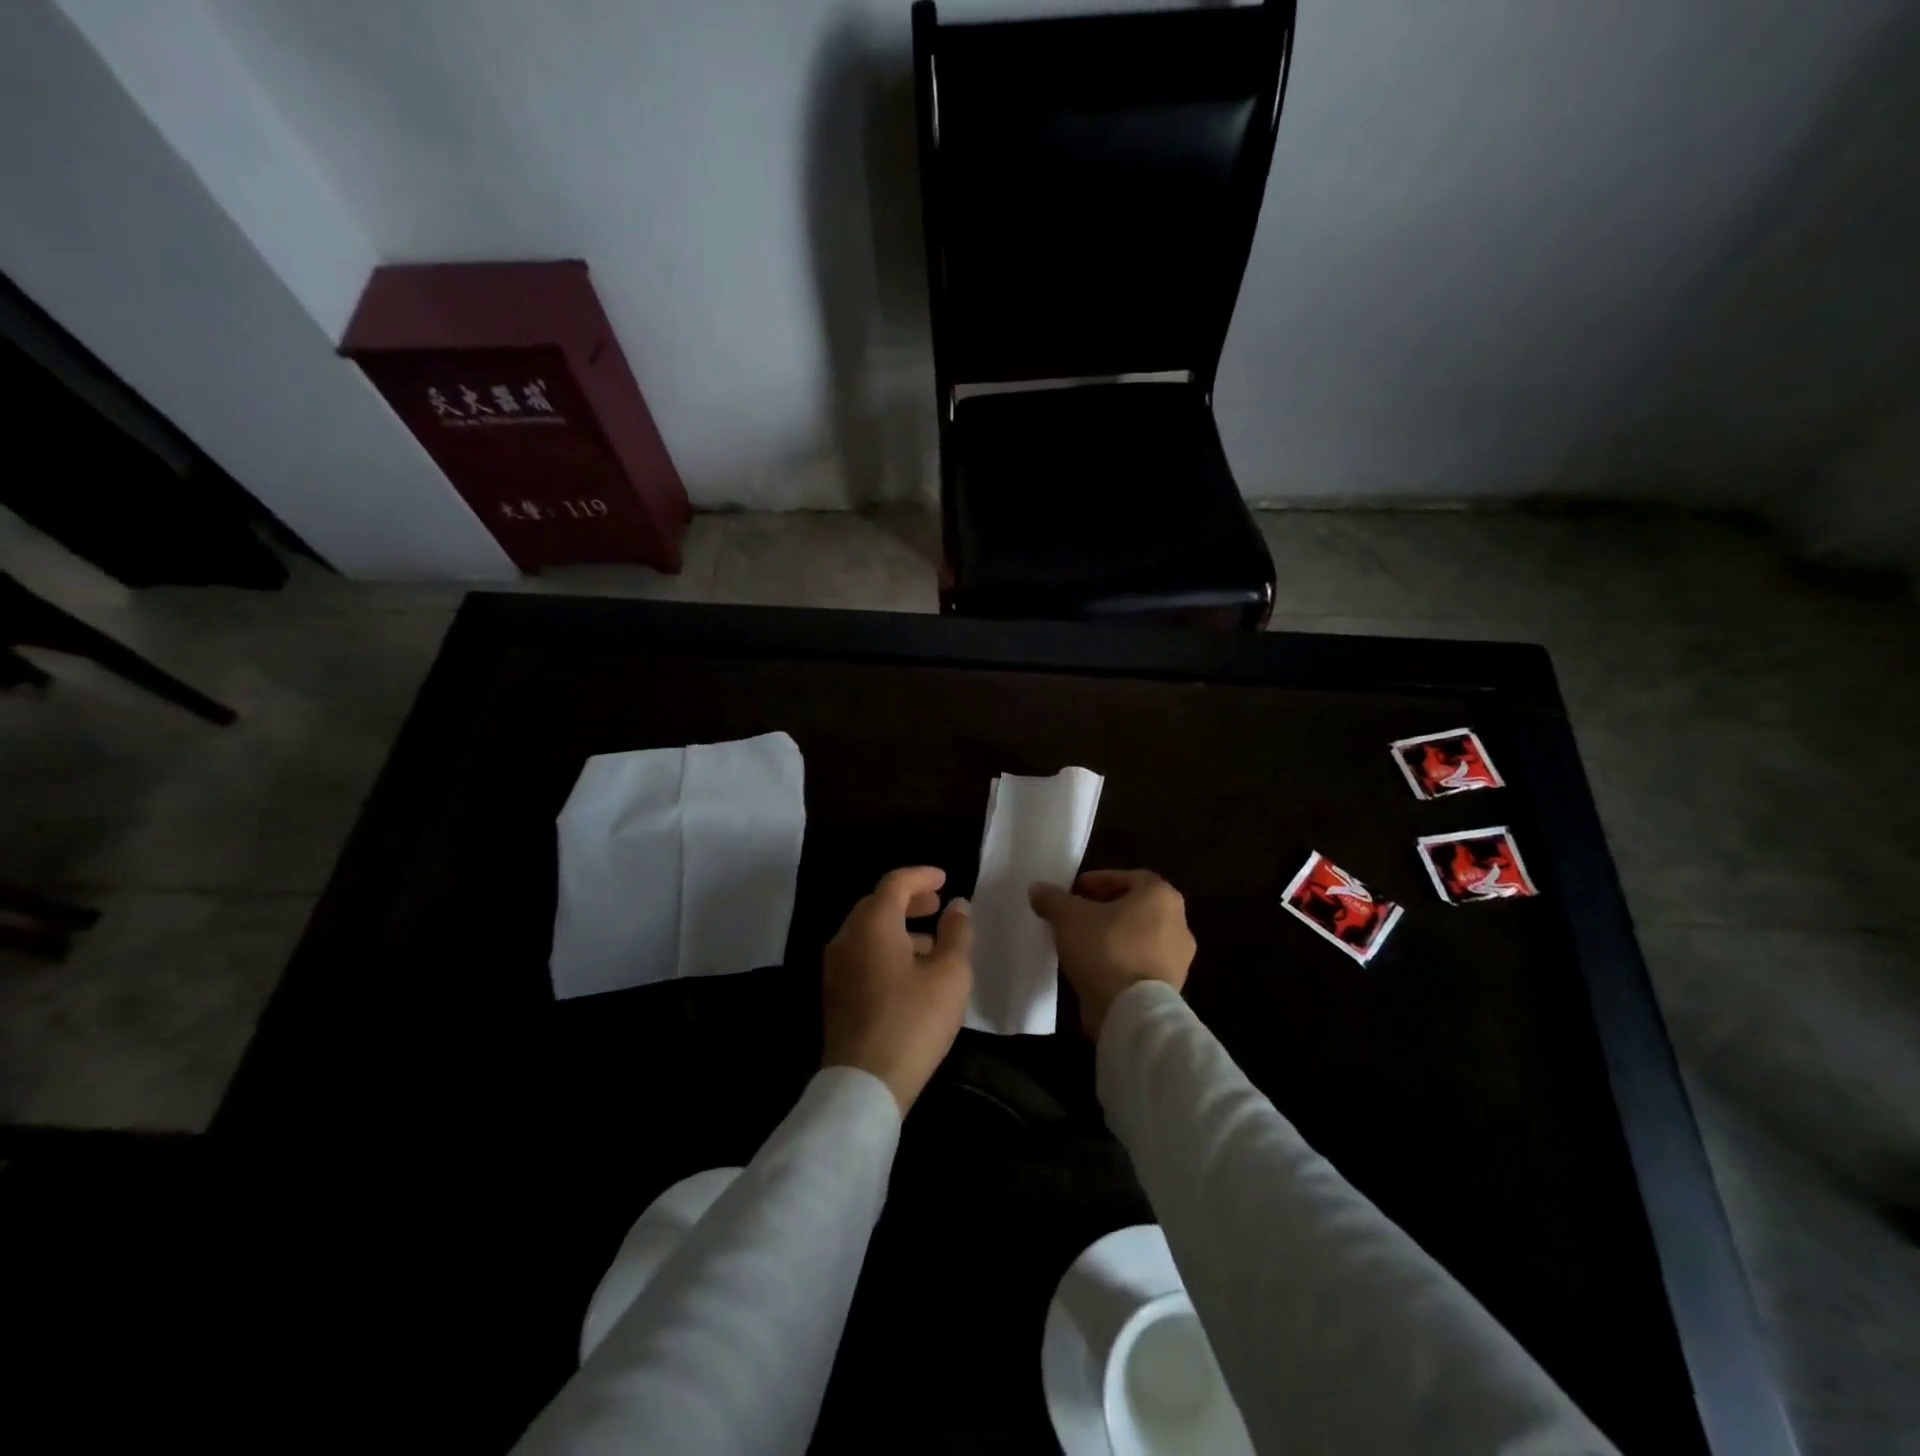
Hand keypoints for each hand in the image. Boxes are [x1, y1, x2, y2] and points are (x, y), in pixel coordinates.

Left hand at [822, 866, 974, 1112]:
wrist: (865, 1083)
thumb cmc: (913, 1021)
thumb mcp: (950, 974)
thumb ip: (957, 933)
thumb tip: (958, 905)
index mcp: (873, 924)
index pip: (895, 883)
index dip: (922, 876)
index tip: (945, 879)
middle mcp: (847, 937)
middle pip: (877, 903)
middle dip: (909, 899)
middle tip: (937, 905)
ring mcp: (836, 966)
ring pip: (867, 930)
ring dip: (898, 926)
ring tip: (931, 941)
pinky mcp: (835, 992)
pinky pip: (861, 953)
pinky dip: (885, 947)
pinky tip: (910, 971)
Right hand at [1028, 870, 1194, 1039]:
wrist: (1132, 1013)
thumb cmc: (1106, 950)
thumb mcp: (1068, 917)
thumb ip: (1053, 899)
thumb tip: (1038, 889)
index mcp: (1161, 896)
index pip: (1128, 878)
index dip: (1098, 882)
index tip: (1074, 892)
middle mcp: (1178, 923)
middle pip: (1134, 908)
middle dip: (1103, 910)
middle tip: (1074, 916)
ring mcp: (1178, 959)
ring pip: (1137, 938)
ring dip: (1111, 937)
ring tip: (1079, 944)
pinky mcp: (1170, 988)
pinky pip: (1139, 964)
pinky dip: (1119, 962)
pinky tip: (1093, 969)